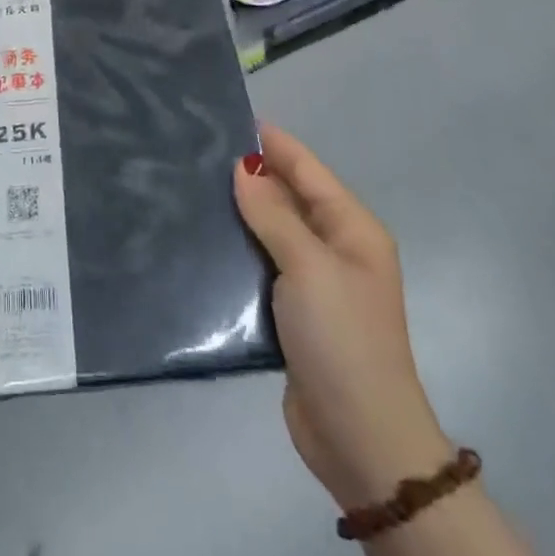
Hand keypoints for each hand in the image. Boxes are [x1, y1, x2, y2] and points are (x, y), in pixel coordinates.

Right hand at [235, 124, 451, 509]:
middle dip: (253, 174)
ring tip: (194, 184)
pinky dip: (239, 246)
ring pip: (272, 229)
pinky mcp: (293, 310)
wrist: (360, 438)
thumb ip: (273, 214)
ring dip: (242, 211)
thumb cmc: (341, 338)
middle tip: (201, 149)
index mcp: (353, 229)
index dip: (275, 144)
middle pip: (290, 196)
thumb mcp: (308, 266)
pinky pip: (263, 262)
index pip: (308, 170)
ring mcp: (315, 281)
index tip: (232, 117)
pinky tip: (205, 235)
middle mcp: (336, 248)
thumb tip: (244, 167)